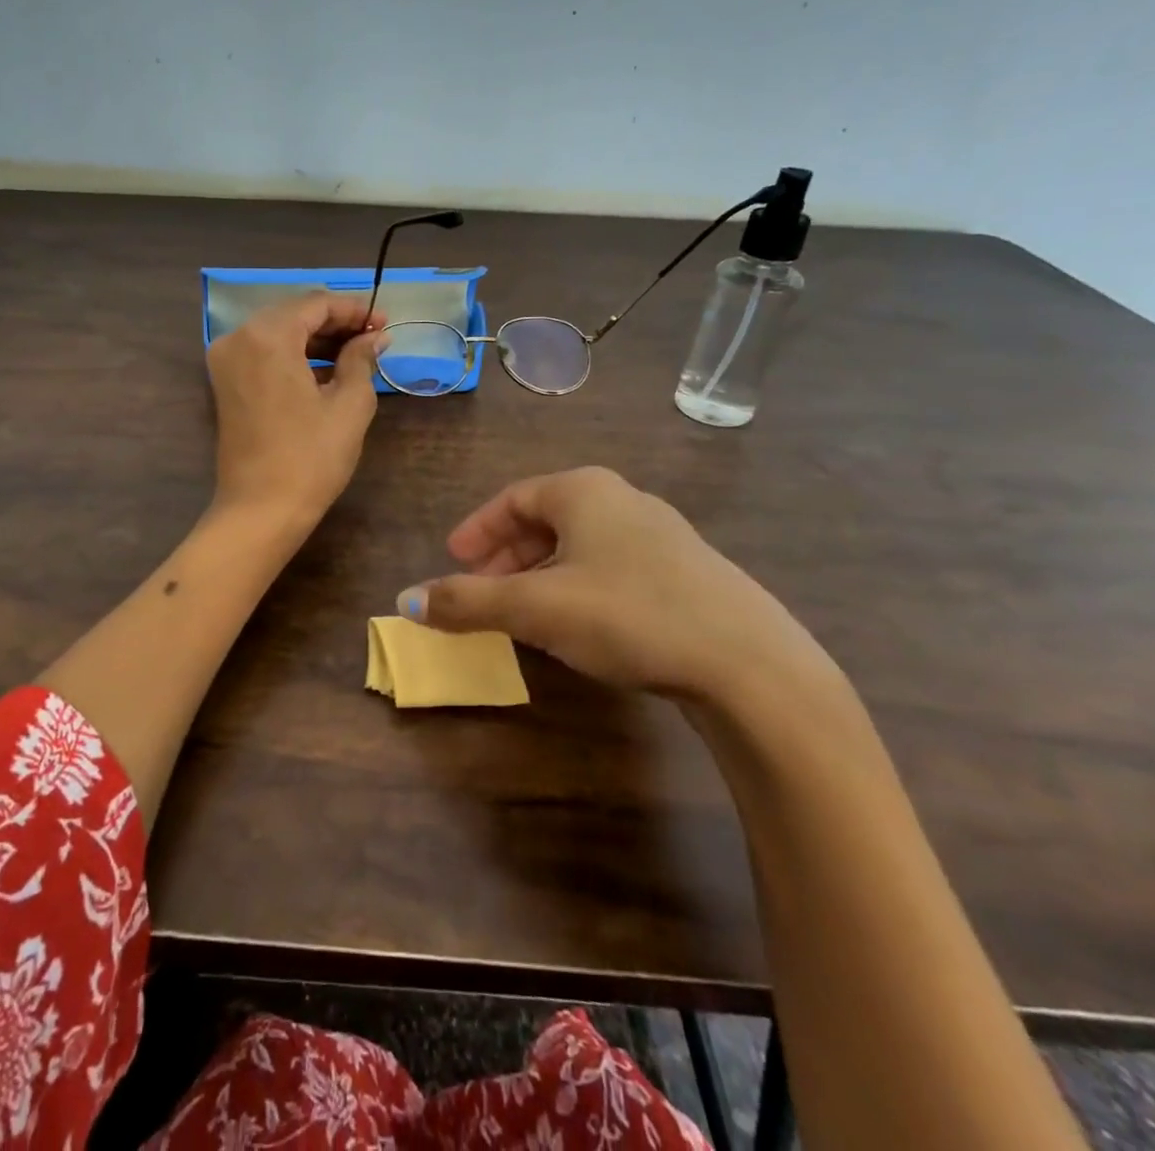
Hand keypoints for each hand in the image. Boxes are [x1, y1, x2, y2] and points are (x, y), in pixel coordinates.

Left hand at [206, 292, 385, 527]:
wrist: (261, 510)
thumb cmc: (311, 457)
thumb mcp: (349, 405)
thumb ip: (361, 359)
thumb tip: (374, 337)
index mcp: (267, 336)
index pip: (315, 304)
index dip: (354, 310)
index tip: (384, 323)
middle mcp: (238, 338)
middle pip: (293, 314)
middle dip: (335, 323)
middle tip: (373, 338)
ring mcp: (226, 361)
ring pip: (278, 332)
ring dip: (315, 339)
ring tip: (356, 354)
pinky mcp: (225, 383)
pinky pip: (263, 354)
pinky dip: (294, 356)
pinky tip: (325, 370)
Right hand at [396, 466, 833, 702]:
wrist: (748, 664)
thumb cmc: (627, 614)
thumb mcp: (535, 608)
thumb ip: (467, 601)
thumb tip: (406, 600)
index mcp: (585, 491)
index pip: (514, 498)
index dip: (477, 529)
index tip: (454, 559)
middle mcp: (624, 500)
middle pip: (547, 519)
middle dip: (507, 555)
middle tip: (482, 588)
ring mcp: (662, 536)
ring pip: (581, 546)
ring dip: (541, 574)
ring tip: (523, 612)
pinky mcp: (687, 573)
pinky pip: (612, 568)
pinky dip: (578, 588)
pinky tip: (579, 626)